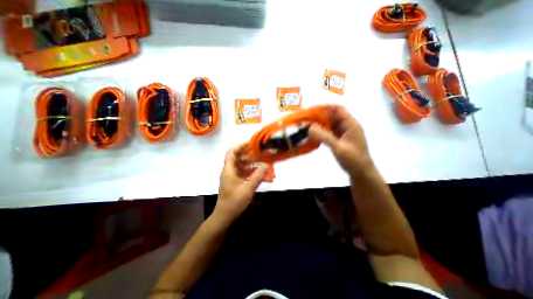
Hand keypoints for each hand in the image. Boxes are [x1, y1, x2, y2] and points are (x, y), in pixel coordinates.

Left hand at [214, 144, 271, 223]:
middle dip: (247, 153)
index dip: (240, 146)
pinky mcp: (233, 182)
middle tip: (258, 152)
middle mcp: (228, 171)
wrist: (224, 216)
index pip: (232, 152)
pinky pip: (240, 171)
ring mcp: (230, 176)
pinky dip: (248, 169)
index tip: (251, 144)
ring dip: (248, 161)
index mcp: (229, 170)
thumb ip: (258, 176)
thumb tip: (267, 164)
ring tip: (259, 160)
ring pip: (239, 164)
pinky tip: (256, 171)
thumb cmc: (234, 202)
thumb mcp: (248, 188)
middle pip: (236, 157)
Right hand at [308, 104, 373, 176]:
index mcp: (351, 124)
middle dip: (320, 115)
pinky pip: (330, 132)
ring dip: (320, 124)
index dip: (326, 106)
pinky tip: (314, 134)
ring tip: (308, 125)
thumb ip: (324, 137)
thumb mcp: (338, 148)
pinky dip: (322, 131)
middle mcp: (348, 126)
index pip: (339, 109)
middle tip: (307, 118)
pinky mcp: (340, 139)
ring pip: (331, 124)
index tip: (313, 108)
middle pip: (333, 116)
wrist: (361, 173)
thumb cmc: (353, 159)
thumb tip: (310, 127)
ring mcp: (344, 133)